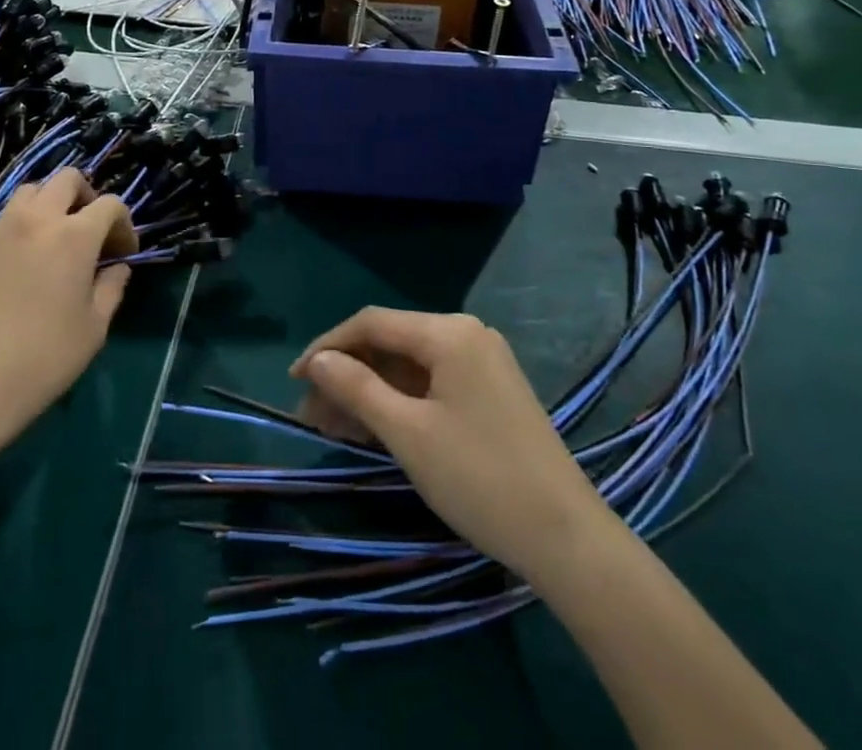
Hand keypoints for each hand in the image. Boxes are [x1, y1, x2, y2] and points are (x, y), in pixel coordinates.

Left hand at [0, 168, 137, 445]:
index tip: (123, 253)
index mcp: (74, 236)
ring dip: (48, 206)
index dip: (123, 224)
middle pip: (66, 179)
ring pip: (28, 193)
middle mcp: (36, 220)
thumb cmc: (44, 358)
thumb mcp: (94, 328)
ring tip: (51, 240)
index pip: (109, 204)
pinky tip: (17, 266)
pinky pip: (0, 222)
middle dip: (86, 196)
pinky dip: (18, 229)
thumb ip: (112, 288)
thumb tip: (118, 268)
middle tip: (89, 230)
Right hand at [291, 308, 604, 585]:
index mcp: (448, 332)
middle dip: (347, 375)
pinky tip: (372, 428)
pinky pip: (431, 384)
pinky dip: (398, 403)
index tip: (294, 379)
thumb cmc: (480, 478)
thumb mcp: (408, 434)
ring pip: (408, 366)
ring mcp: (481, 363)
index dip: (328, 347)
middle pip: (390, 343)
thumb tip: (317, 360)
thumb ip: (357, 389)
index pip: (372, 323)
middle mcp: (465, 334)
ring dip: (369, 392)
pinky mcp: (489, 391)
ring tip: (331, 427)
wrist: (567, 538)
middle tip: (311, 415)